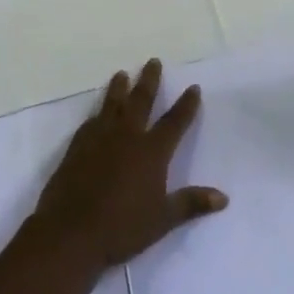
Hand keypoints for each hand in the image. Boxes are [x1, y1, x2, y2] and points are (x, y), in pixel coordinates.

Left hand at [31, 59, 227, 267]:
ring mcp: (99, 138)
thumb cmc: (122, 227)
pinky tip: (97, 113)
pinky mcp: (77, 146)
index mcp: (151, 151)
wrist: (70, 232)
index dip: (186, 105)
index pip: (174, 122)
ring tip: (122, 73)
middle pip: (140, 100)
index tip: (193, 87)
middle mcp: (126, 136)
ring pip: (112, 104)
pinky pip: (90, 122)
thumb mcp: (162, 219)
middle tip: (153, 61)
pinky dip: (97, 113)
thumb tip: (223, 198)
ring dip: (119, 87)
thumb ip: (191, 203)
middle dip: (149, 80)